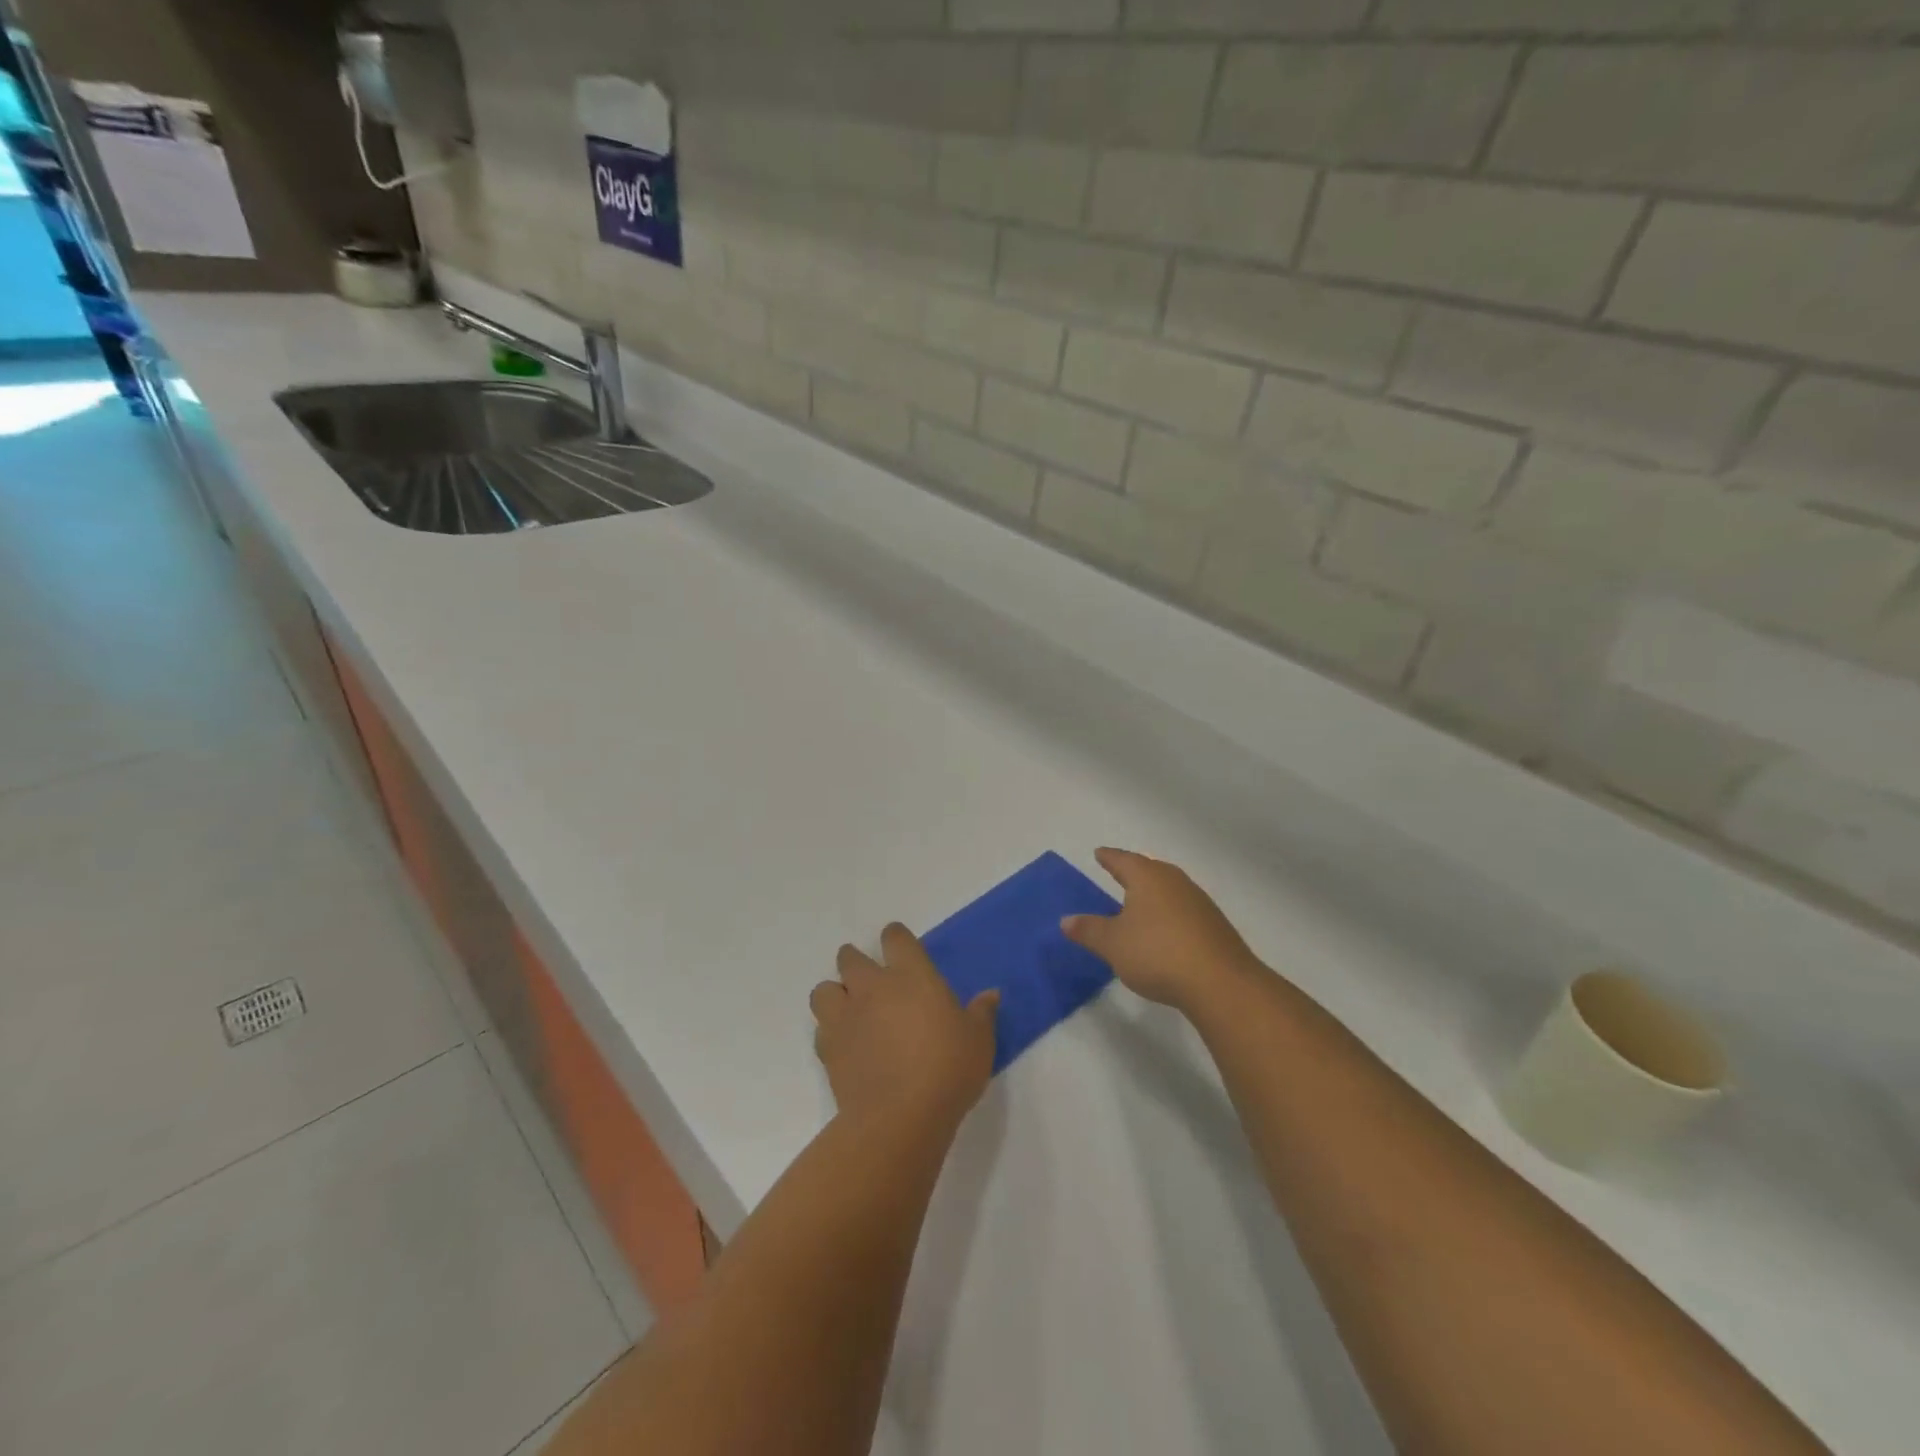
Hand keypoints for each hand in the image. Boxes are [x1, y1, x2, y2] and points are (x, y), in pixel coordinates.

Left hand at [811, 923, 998, 1134]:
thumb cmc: (947, 1069)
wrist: (900, 1117)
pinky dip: (831, 1031)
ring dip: (835, 994)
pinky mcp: (828, 1049)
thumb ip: (982, 1013)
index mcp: (911, 975)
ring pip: (824, 990)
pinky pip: (821, 1028)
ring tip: (849, 1009)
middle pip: (850, 958)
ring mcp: (846, 1016)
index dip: (895, 937)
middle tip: (870, 979)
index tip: (900, 946)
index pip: (895, 938)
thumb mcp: (979, 1041)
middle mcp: (872, 987)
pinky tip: (846, 1044)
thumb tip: (991, 994)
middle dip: (856, 962)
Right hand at [1063, 848, 1264, 1014]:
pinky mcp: (1213, 925)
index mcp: (1148, 877)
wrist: (1220, 982)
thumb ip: (1089, 930)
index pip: (1123, 860)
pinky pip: (1183, 909)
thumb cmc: (1157, 953)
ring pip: (1169, 888)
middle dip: (1133, 871)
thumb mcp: (1113, 944)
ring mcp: (1198, 902)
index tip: (1099, 853)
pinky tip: (1164, 927)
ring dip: (1153, 893)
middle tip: (1118, 871)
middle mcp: (1174, 881)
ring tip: (1139, 900)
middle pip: (1149, 869)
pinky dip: (1168, 913)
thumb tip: (1066, 920)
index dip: (1108, 858)